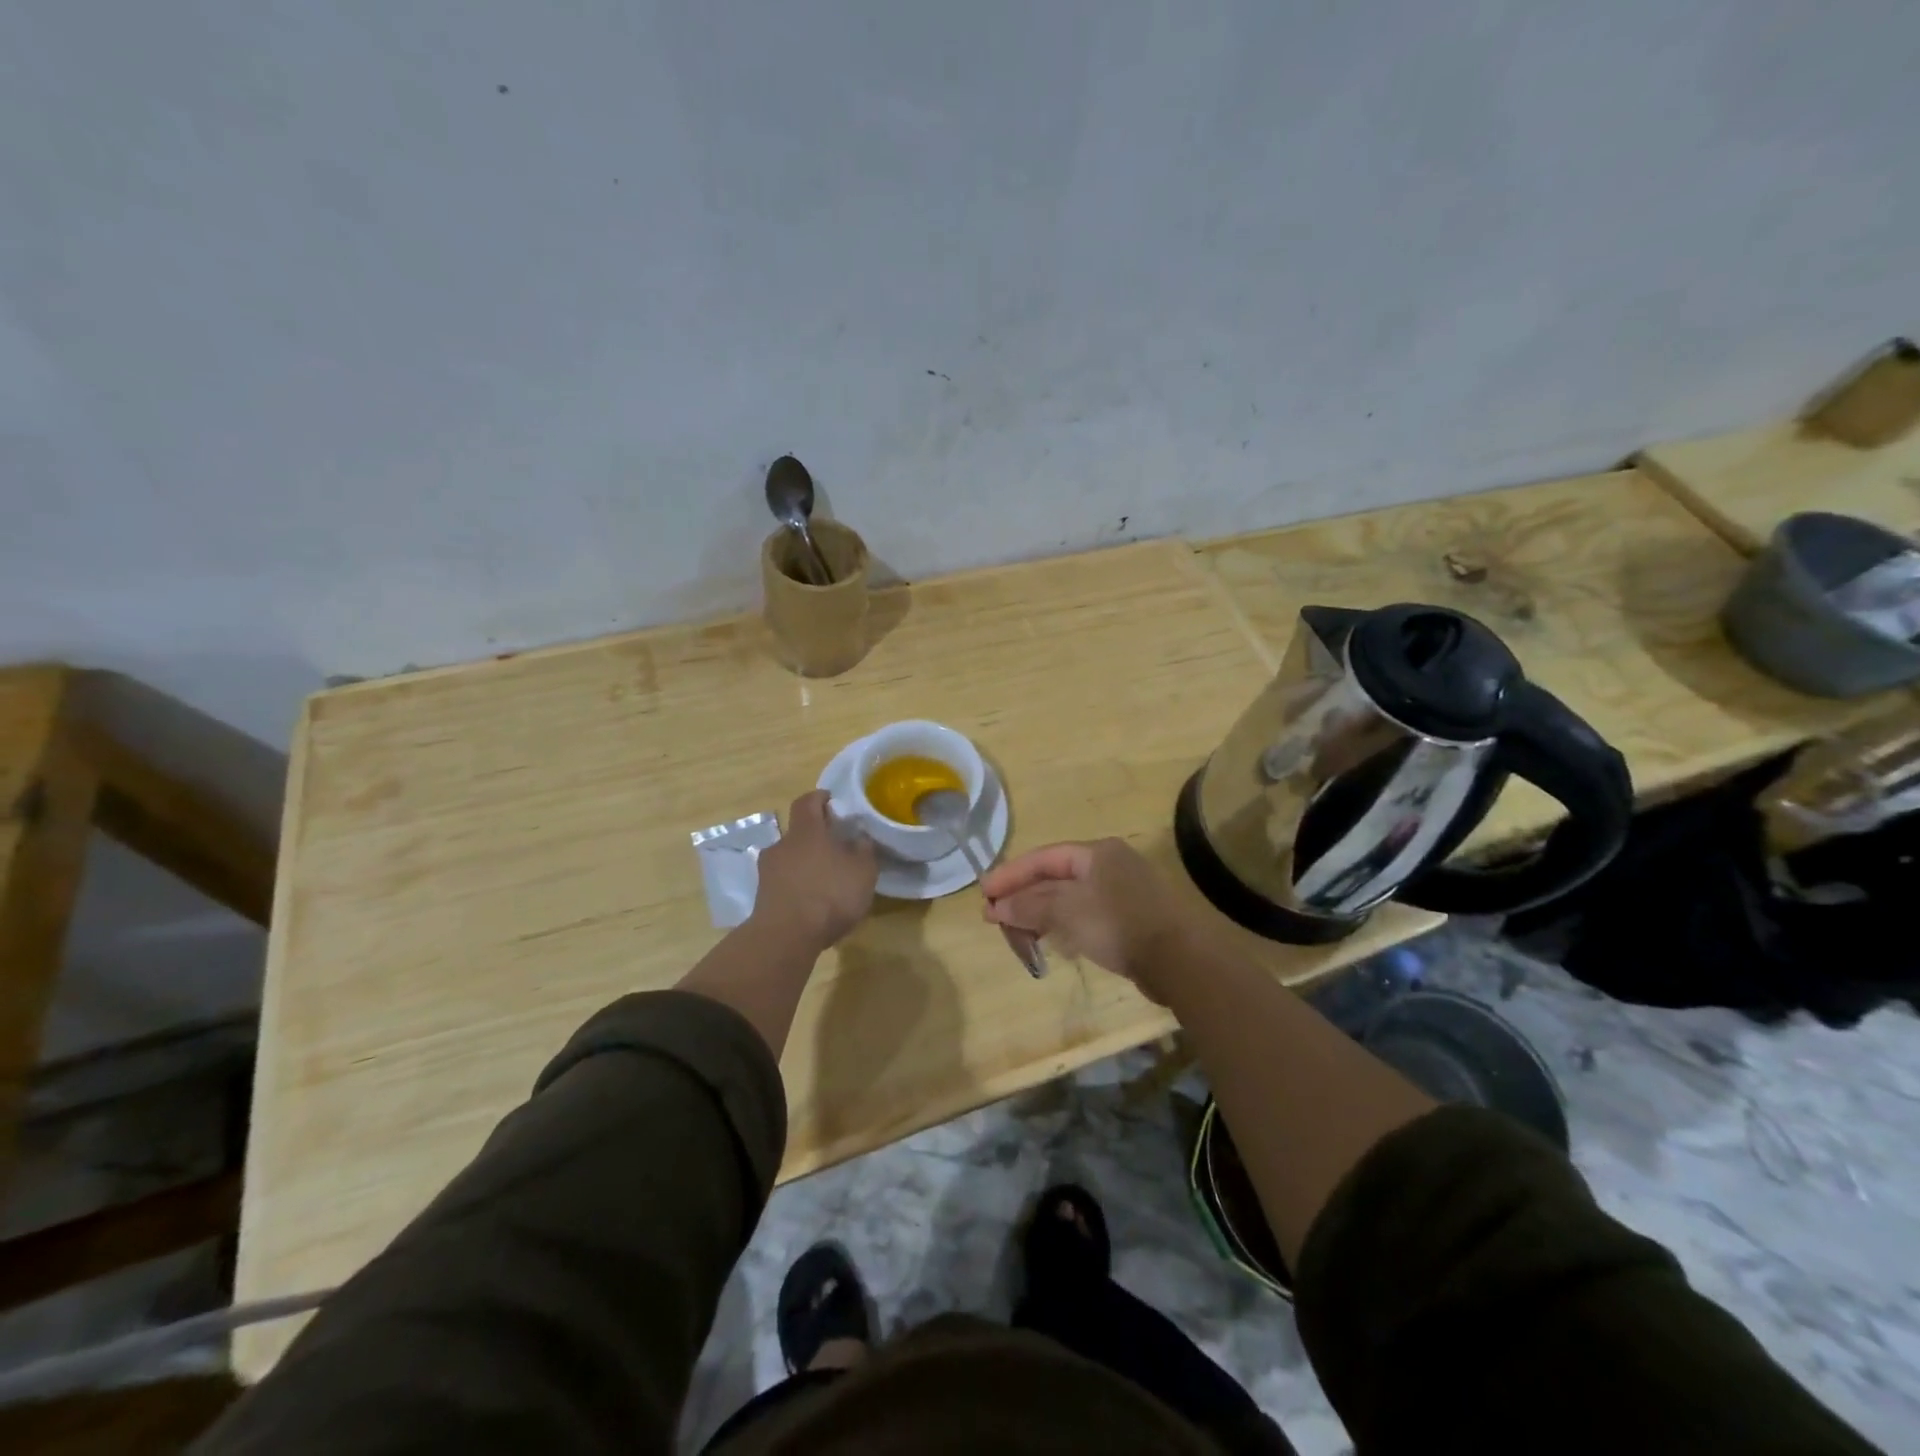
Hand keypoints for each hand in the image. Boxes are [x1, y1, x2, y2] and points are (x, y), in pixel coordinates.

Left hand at [751, 790, 878, 950]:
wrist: (785, 936)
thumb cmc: (829, 894)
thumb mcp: (862, 871)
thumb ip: (863, 851)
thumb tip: (859, 838)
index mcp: (806, 830)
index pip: (807, 801)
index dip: (819, 798)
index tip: (831, 800)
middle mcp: (782, 844)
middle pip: (798, 832)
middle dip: (815, 837)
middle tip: (836, 848)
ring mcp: (768, 871)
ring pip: (789, 858)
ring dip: (805, 864)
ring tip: (826, 880)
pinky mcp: (762, 897)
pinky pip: (783, 882)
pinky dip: (797, 886)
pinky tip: (813, 902)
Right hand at [981, 838, 1206, 1002]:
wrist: (1181, 961)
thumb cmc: (1119, 924)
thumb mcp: (1066, 911)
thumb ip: (1029, 905)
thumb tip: (996, 906)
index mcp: (1096, 852)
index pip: (1043, 858)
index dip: (1010, 875)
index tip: (983, 894)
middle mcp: (1110, 865)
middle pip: (1055, 878)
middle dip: (1023, 898)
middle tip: (995, 919)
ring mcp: (1123, 892)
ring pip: (1069, 899)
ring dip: (1041, 915)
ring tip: (1017, 934)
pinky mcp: (1131, 919)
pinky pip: (1086, 916)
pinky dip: (1064, 926)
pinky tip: (1051, 942)